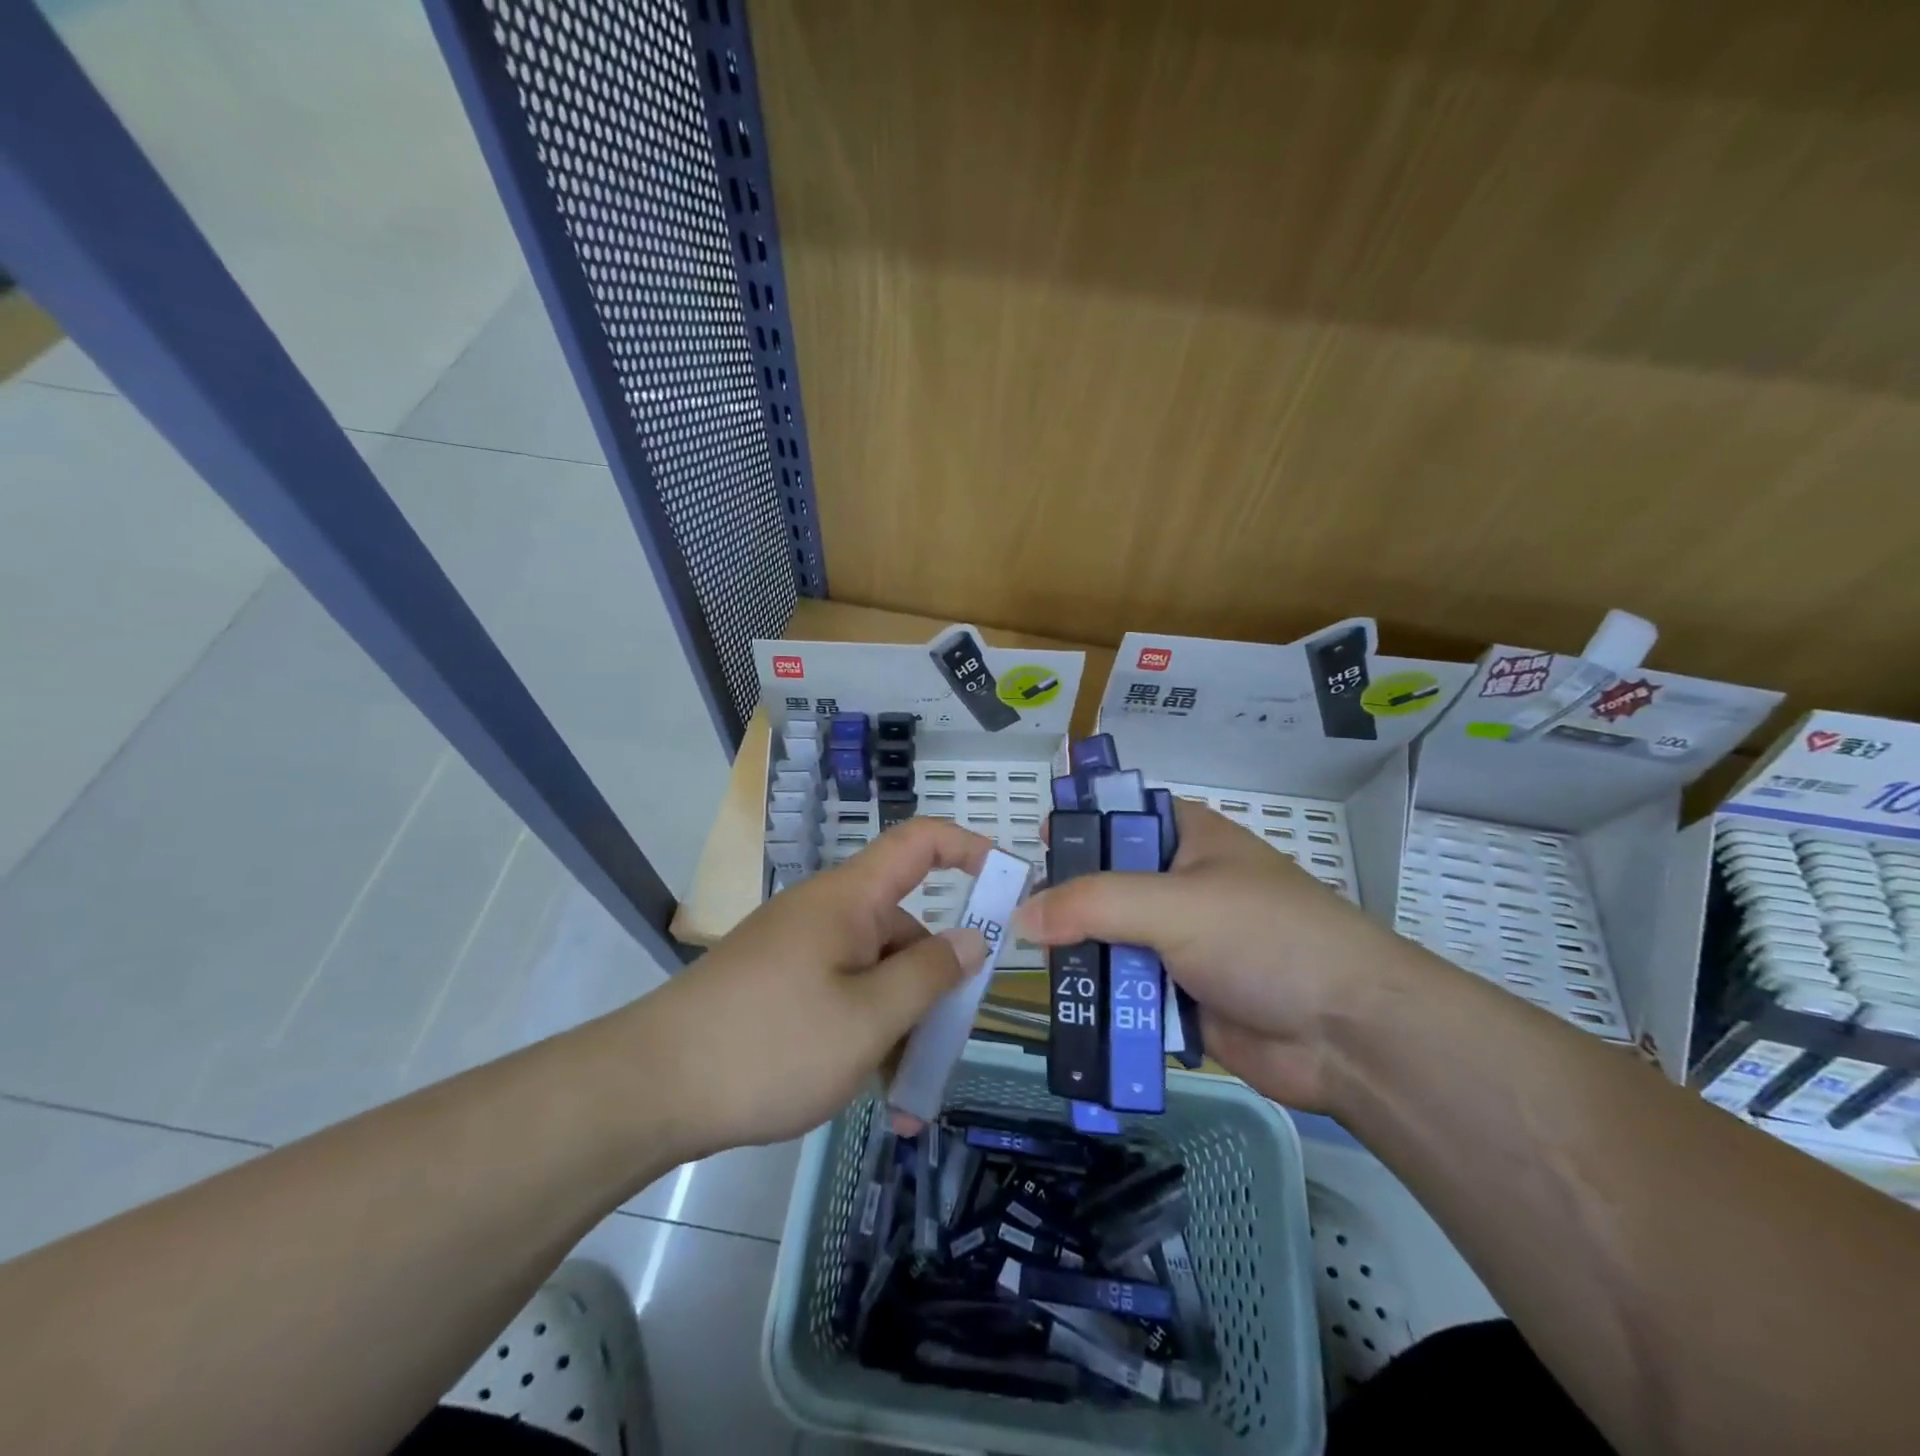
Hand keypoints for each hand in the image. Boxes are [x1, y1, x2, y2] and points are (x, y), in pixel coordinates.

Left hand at [639, 819, 993, 1155]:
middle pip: (903, 928)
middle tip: (947, 1051)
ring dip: (898, 1026)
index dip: (969, 848)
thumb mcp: (867, 1019)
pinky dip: (863, 1035)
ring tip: (905, 1100)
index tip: (1010, 884)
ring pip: (873, 974)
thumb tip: (970, 939)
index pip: (920, 843)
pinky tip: (869, 1093)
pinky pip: (840, 997)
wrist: (648, 1089)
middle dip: (933, 986)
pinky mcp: (778, 987)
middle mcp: (826, 914)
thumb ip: (928, 976)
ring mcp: (799, 951)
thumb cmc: (770, 1045)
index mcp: (849, 899)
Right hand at [1013, 800, 1424, 1109]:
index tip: (1034, 849)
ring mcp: (1181, 943)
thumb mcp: (1174, 905)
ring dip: (1081, 957)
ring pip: (1112, 941)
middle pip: (1105, 884)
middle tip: (1020, 921)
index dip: (1077, 826)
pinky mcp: (1181, 996)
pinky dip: (1102, 1000)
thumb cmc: (1265, 939)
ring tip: (1036, 970)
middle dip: (1066, 903)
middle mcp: (1180, 885)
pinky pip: (1127, 991)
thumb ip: (1093, 904)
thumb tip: (1022, 916)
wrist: (1348, 1035)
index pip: (1119, 817)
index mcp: (1187, 839)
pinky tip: (1068, 1011)